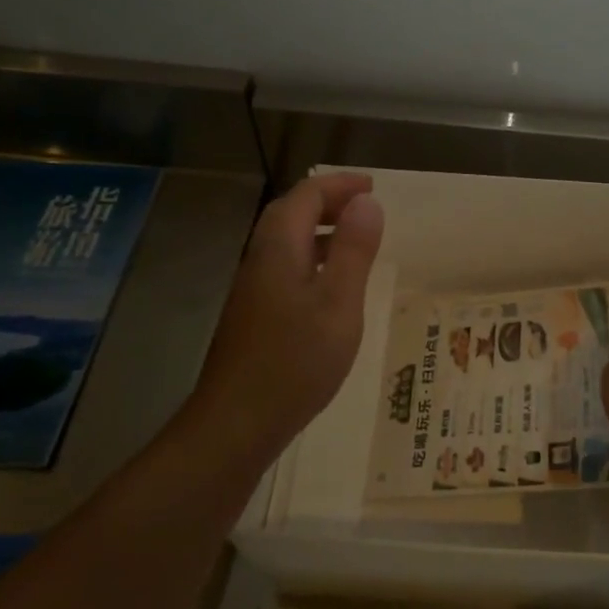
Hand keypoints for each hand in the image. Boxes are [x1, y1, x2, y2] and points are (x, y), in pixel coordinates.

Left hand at [187, 173, 384, 454]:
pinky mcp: (254, 315)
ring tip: (355, 238)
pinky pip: (284, 267)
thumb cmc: (295, 360)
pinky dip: (312, 258)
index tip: (372, 186)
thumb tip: (366, 202)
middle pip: (289, 213)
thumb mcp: (339, 302)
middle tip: (365, 206)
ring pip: (286, 242)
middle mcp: (260, 260)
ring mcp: (253, 289)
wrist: (235, 423)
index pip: (305, 196)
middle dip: (327, 201)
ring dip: (319, 229)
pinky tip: (330, 285)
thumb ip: (354, 250)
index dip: (338, 184)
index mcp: (279, 248)